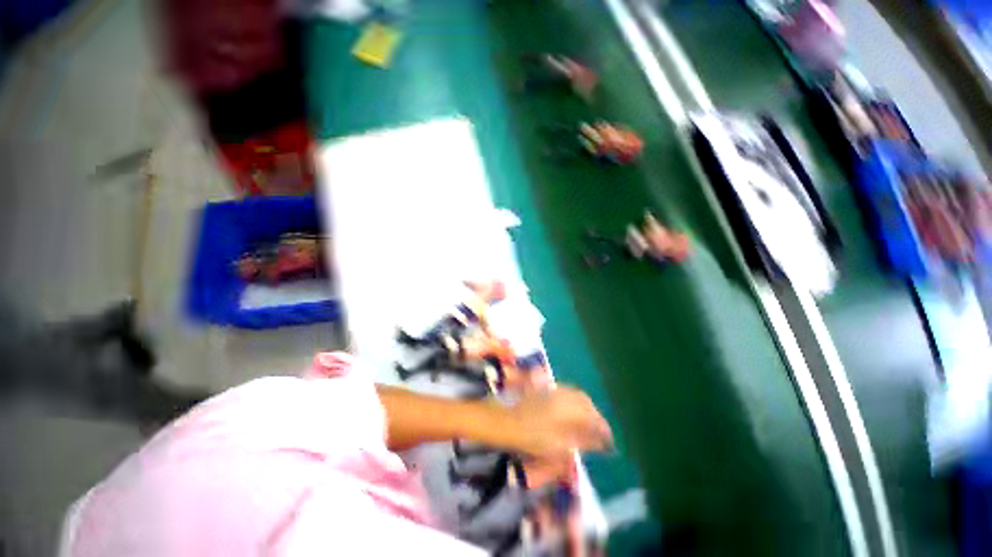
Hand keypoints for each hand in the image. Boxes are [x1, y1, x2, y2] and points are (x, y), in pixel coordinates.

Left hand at [507, 386, 612, 460]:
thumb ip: (581, 440)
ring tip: (587, 424)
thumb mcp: (559, 444)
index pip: (592, 416)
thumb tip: (600, 441)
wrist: (507, 421)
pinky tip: (571, 414)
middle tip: (599, 432)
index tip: (609, 441)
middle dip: (595, 416)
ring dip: (585, 408)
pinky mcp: (545, 390)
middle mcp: (564, 395)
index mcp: (569, 408)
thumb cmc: (532, 436)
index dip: (603, 428)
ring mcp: (554, 390)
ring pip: (576, 395)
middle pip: (585, 402)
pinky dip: (574, 403)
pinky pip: (566, 393)